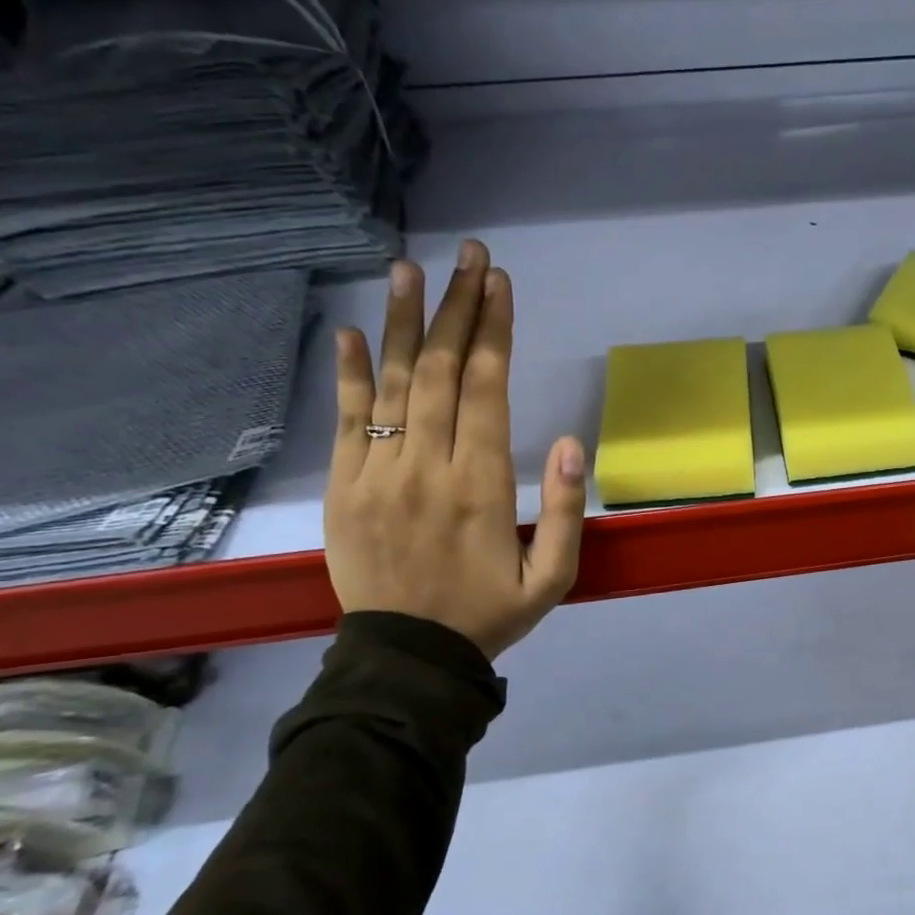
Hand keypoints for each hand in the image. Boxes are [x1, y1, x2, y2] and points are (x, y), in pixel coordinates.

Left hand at [324, 239, 586, 659]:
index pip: (486, 389)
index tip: (500, 285)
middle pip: (441, 371)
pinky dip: (348, 373)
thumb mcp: (553, 578)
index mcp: (479, 485)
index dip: (493, 331)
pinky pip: (345, 421)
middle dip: (457, 307)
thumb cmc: (489, 613)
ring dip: (403, 323)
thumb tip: (571, 443)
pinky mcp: (343, 489)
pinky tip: (352, 332)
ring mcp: (376, 475)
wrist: (407, 659)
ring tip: (409, 269)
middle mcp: (425, 467)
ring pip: (392, 384)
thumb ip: (564, 511)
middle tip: (469, 255)